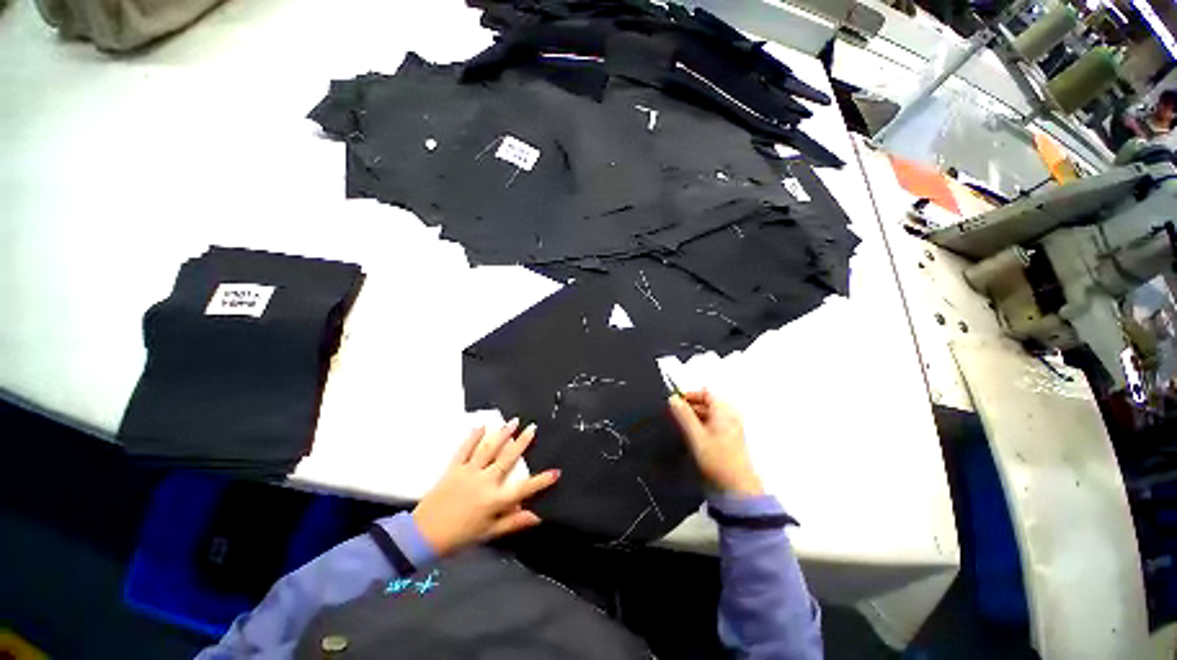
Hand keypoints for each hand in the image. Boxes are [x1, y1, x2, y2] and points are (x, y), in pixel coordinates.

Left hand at [412, 420, 559, 555]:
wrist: (422, 535)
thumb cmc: (459, 537)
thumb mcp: (488, 534)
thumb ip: (512, 522)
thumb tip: (537, 517)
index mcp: (495, 500)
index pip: (524, 489)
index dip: (541, 481)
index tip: (556, 472)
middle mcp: (485, 482)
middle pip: (507, 458)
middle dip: (522, 442)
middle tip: (532, 427)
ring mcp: (469, 472)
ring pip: (489, 449)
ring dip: (502, 434)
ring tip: (513, 421)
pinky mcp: (454, 468)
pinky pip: (465, 449)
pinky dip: (473, 437)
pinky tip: (481, 426)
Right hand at [668, 390, 762, 495]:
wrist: (737, 488)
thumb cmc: (720, 462)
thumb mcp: (695, 436)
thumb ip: (683, 415)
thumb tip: (673, 399)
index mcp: (725, 410)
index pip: (705, 392)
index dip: (689, 395)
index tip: (675, 402)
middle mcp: (730, 415)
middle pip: (707, 402)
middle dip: (690, 407)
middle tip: (676, 415)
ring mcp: (731, 427)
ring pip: (709, 413)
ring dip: (694, 417)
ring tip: (683, 428)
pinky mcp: (729, 438)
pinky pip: (713, 424)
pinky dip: (701, 426)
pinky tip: (693, 437)